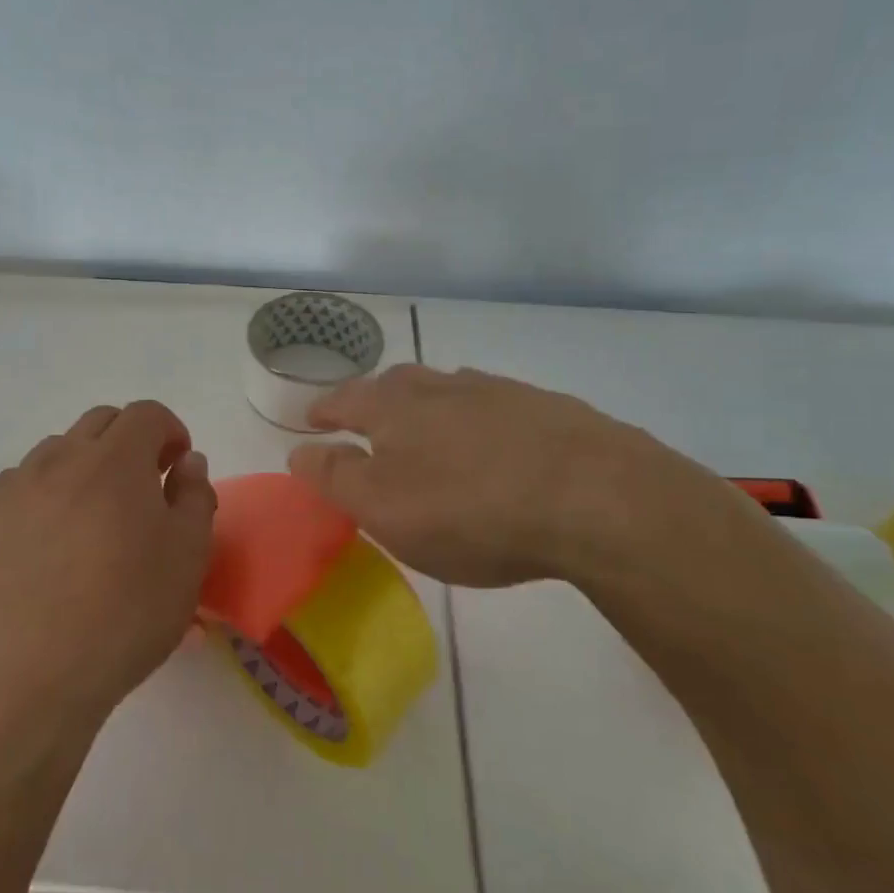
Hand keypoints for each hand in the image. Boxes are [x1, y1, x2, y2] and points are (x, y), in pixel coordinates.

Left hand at [0, 401, 216, 740]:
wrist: (30, 682)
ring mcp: (12, 489)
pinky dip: (42, 497)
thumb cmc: (125, 616)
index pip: (147, 414)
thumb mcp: (188, 557)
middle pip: (100, 422)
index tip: (177, 466)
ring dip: (84, 467)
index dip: (170, 431)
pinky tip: (47, 546)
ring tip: (91, 520)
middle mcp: (59, 459)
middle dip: (129, 442)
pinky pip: (18, 487)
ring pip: (56, 452)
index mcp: (115, 461)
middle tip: (141, 489)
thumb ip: (195, 496)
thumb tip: (186, 462)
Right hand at [288, 364, 754, 592]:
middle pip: (398, 383)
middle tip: (366, 419)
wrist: (594, 496)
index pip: (346, 400)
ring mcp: (500, 393)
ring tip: (426, 428)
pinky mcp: (548, 410)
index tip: (312, 420)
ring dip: (429, 406)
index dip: (325, 411)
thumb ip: (335, 478)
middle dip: (376, 400)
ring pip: (449, 391)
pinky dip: (479, 421)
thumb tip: (298, 450)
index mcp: (396, 408)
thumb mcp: (384, 507)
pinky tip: (493, 443)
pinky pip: (496, 408)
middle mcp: (444, 387)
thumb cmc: (470, 509)